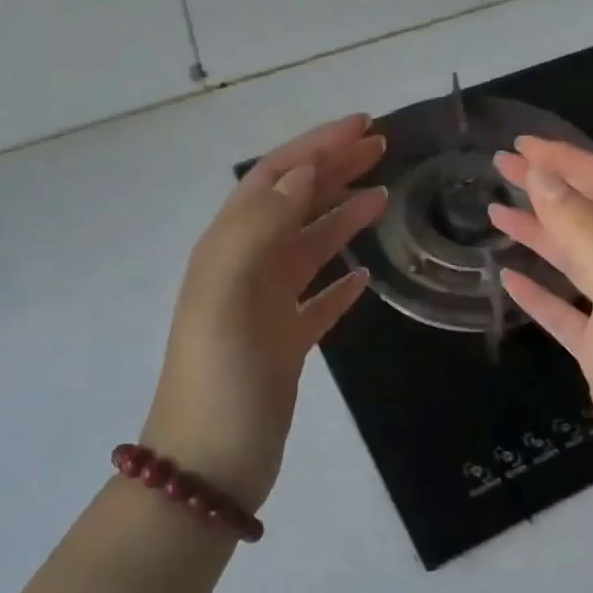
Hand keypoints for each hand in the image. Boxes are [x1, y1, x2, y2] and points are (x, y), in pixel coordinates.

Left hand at [142, 115, 388, 513]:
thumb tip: (302, 172)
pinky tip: (364, 276)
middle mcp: (245, 269)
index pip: (275, 178)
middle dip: (334, 170)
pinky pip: (317, 300)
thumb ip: (260, 227)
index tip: (364, 127)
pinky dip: (340, 282)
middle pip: (294, 203)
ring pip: (308, 246)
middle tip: (381, 148)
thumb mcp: (227, 293)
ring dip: (342, 216)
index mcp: (228, 248)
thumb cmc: (220, 378)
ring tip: (383, 198)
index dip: (317, 147)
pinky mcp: (285, 343)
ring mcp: (265, 307)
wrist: (209, 465)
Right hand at [490, 137, 592, 498]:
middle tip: (500, 165)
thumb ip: (588, 234)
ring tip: (495, 211)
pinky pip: (567, 308)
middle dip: (550, 188)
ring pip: (577, 260)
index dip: (568, 161)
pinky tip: (509, 279)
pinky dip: (540, 290)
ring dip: (540, 233)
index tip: (520, 145)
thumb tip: (545, 179)